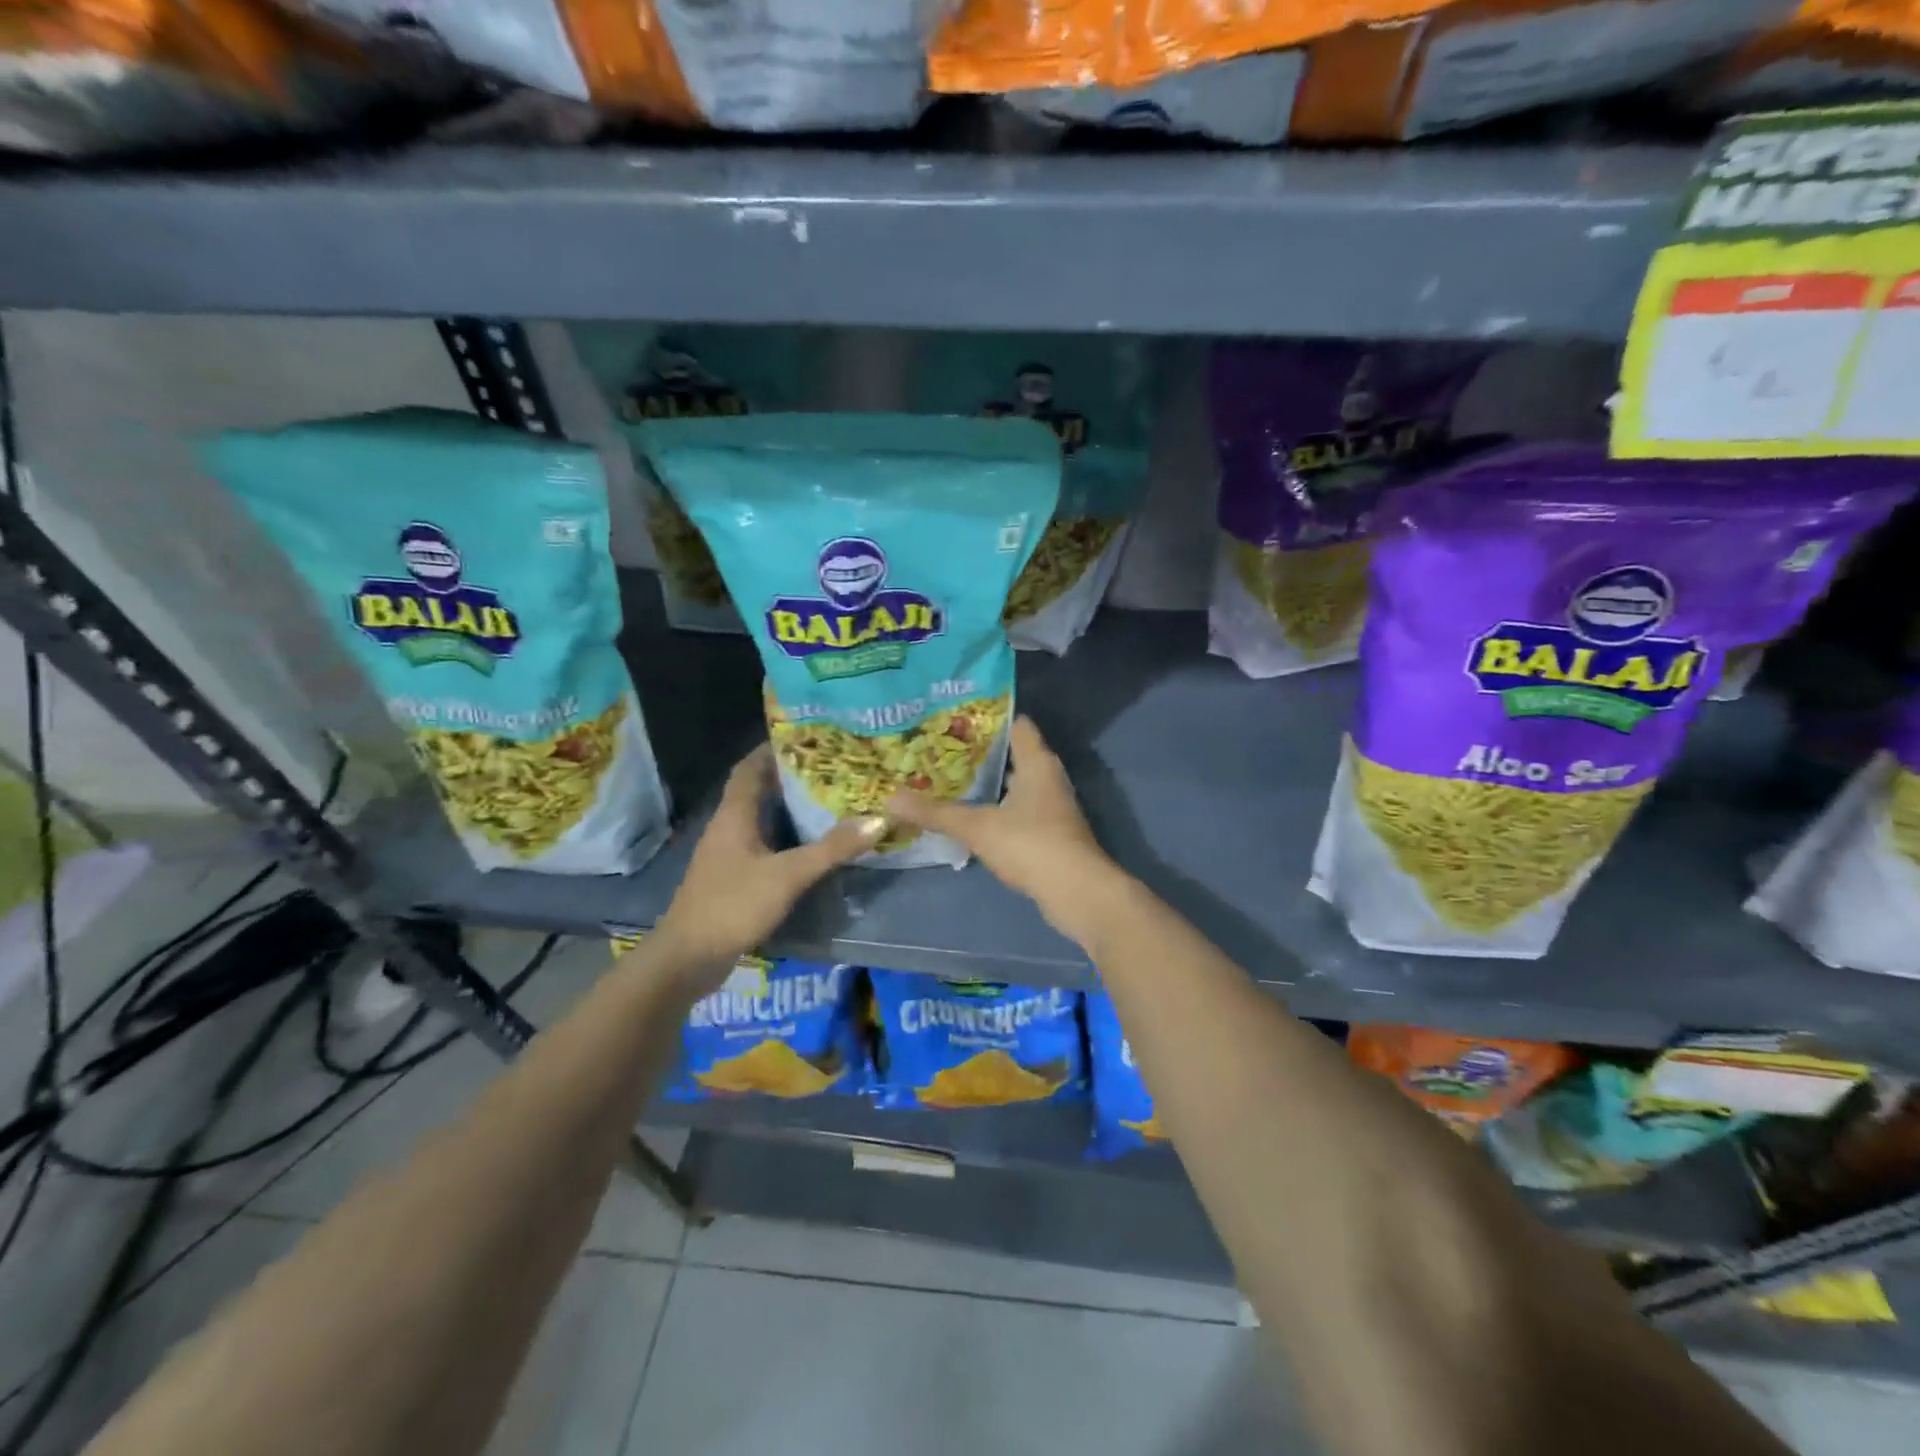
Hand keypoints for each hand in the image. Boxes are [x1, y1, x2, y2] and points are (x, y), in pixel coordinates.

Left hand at [653, 745, 883, 979]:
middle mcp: (727, 826)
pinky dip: (784, 836)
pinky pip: (761, 844)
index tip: (808, 737)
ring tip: (828, 798)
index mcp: (734, 814)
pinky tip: (810, 843)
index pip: (750, 767)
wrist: (688, 958)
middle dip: (790, 776)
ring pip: (760, 818)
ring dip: (788, 807)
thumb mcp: (788, 875)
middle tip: (831, 767)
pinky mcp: (732, 877)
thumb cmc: (733, 905)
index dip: (774, 748)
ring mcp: (727, 854)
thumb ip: (832, 848)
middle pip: (757, 789)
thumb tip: (878, 819)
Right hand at [887, 716, 1124, 945]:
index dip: (988, 718)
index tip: (954, 718)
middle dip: (980, 753)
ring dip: (989, 783)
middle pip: (1013, 754)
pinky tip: (972, 817)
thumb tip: (889, 798)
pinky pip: (1019, 810)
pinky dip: (998, 809)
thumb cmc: (1030, 844)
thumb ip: (935, 813)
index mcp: (1037, 762)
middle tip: (941, 749)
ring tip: (949, 779)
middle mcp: (1049, 777)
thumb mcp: (977, 827)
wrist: (1077, 893)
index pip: (1017, 724)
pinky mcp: (1051, 833)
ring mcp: (1053, 807)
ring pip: (1016, 784)